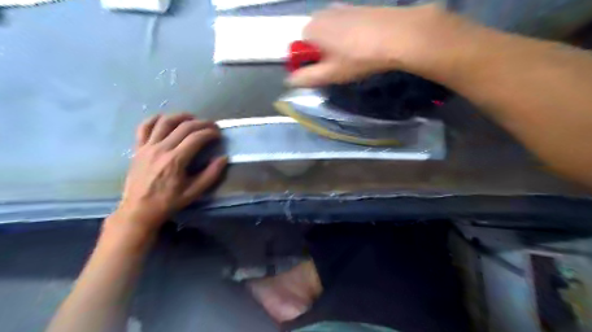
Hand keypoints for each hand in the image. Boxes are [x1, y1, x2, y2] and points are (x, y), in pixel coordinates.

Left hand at [114, 112, 226, 232]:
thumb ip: (211, 174)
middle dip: (201, 123)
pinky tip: (165, 119)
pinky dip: (155, 119)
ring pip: (165, 122)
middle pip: (184, 126)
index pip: (196, 138)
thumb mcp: (194, 192)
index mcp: (176, 160)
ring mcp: (147, 147)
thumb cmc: (168, 202)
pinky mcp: (138, 148)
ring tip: (192, 118)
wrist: (139, 210)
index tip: (218, 134)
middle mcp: (161, 149)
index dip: (210, 133)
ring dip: (181, 116)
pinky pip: (144, 127)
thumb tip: (224, 158)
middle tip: (211, 126)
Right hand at [289, 3, 472, 86]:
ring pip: (330, 32)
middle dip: (322, 53)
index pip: (299, 48)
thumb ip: (306, 78)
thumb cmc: (358, 57)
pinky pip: (344, 26)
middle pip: (314, 39)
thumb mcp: (330, 73)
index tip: (324, 72)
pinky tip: (363, 45)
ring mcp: (340, 8)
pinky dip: (348, 37)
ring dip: (335, 46)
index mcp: (311, 28)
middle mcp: (321, 13)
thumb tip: (290, 80)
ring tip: (353, 57)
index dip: (309, 62)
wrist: (397, 35)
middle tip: (339, 66)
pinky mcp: (357, 8)